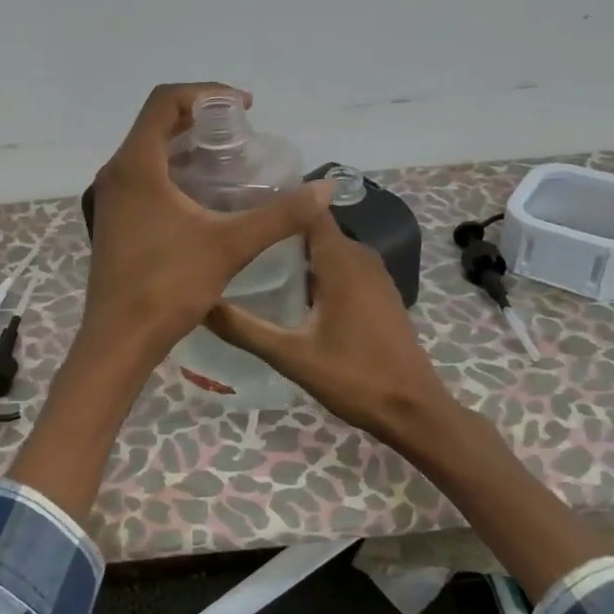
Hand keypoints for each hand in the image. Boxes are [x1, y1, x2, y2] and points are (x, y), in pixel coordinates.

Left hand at [81, 83, 332, 370]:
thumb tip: (325, 188)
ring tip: (228, 163)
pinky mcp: (113, 221)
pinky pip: (143, 179)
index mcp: (136, 166)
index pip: (165, 101)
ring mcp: (110, 199)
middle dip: (200, 120)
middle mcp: (116, 173)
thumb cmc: (168, 286)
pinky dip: (173, 173)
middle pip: (156, 124)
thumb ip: (279, 215)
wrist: (119, 340)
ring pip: (148, 153)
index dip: (206, 93)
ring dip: (186, 148)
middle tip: (241, 135)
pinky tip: (203, 199)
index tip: (243, 107)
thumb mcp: (230, 246)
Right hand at [206, 207, 458, 449]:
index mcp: (341, 260)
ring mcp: (374, 275)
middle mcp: (360, 256)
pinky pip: (341, 267)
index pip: (307, 209)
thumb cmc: (354, 378)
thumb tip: (199, 304)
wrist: (414, 410)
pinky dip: (315, 270)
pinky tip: (288, 291)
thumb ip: (244, 328)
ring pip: (327, 249)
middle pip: (313, 228)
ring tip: (252, 260)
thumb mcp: (291, 356)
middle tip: (235, 237)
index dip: (274, 203)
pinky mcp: (378, 293)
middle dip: (278, 230)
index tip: (237, 205)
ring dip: (295, 252)